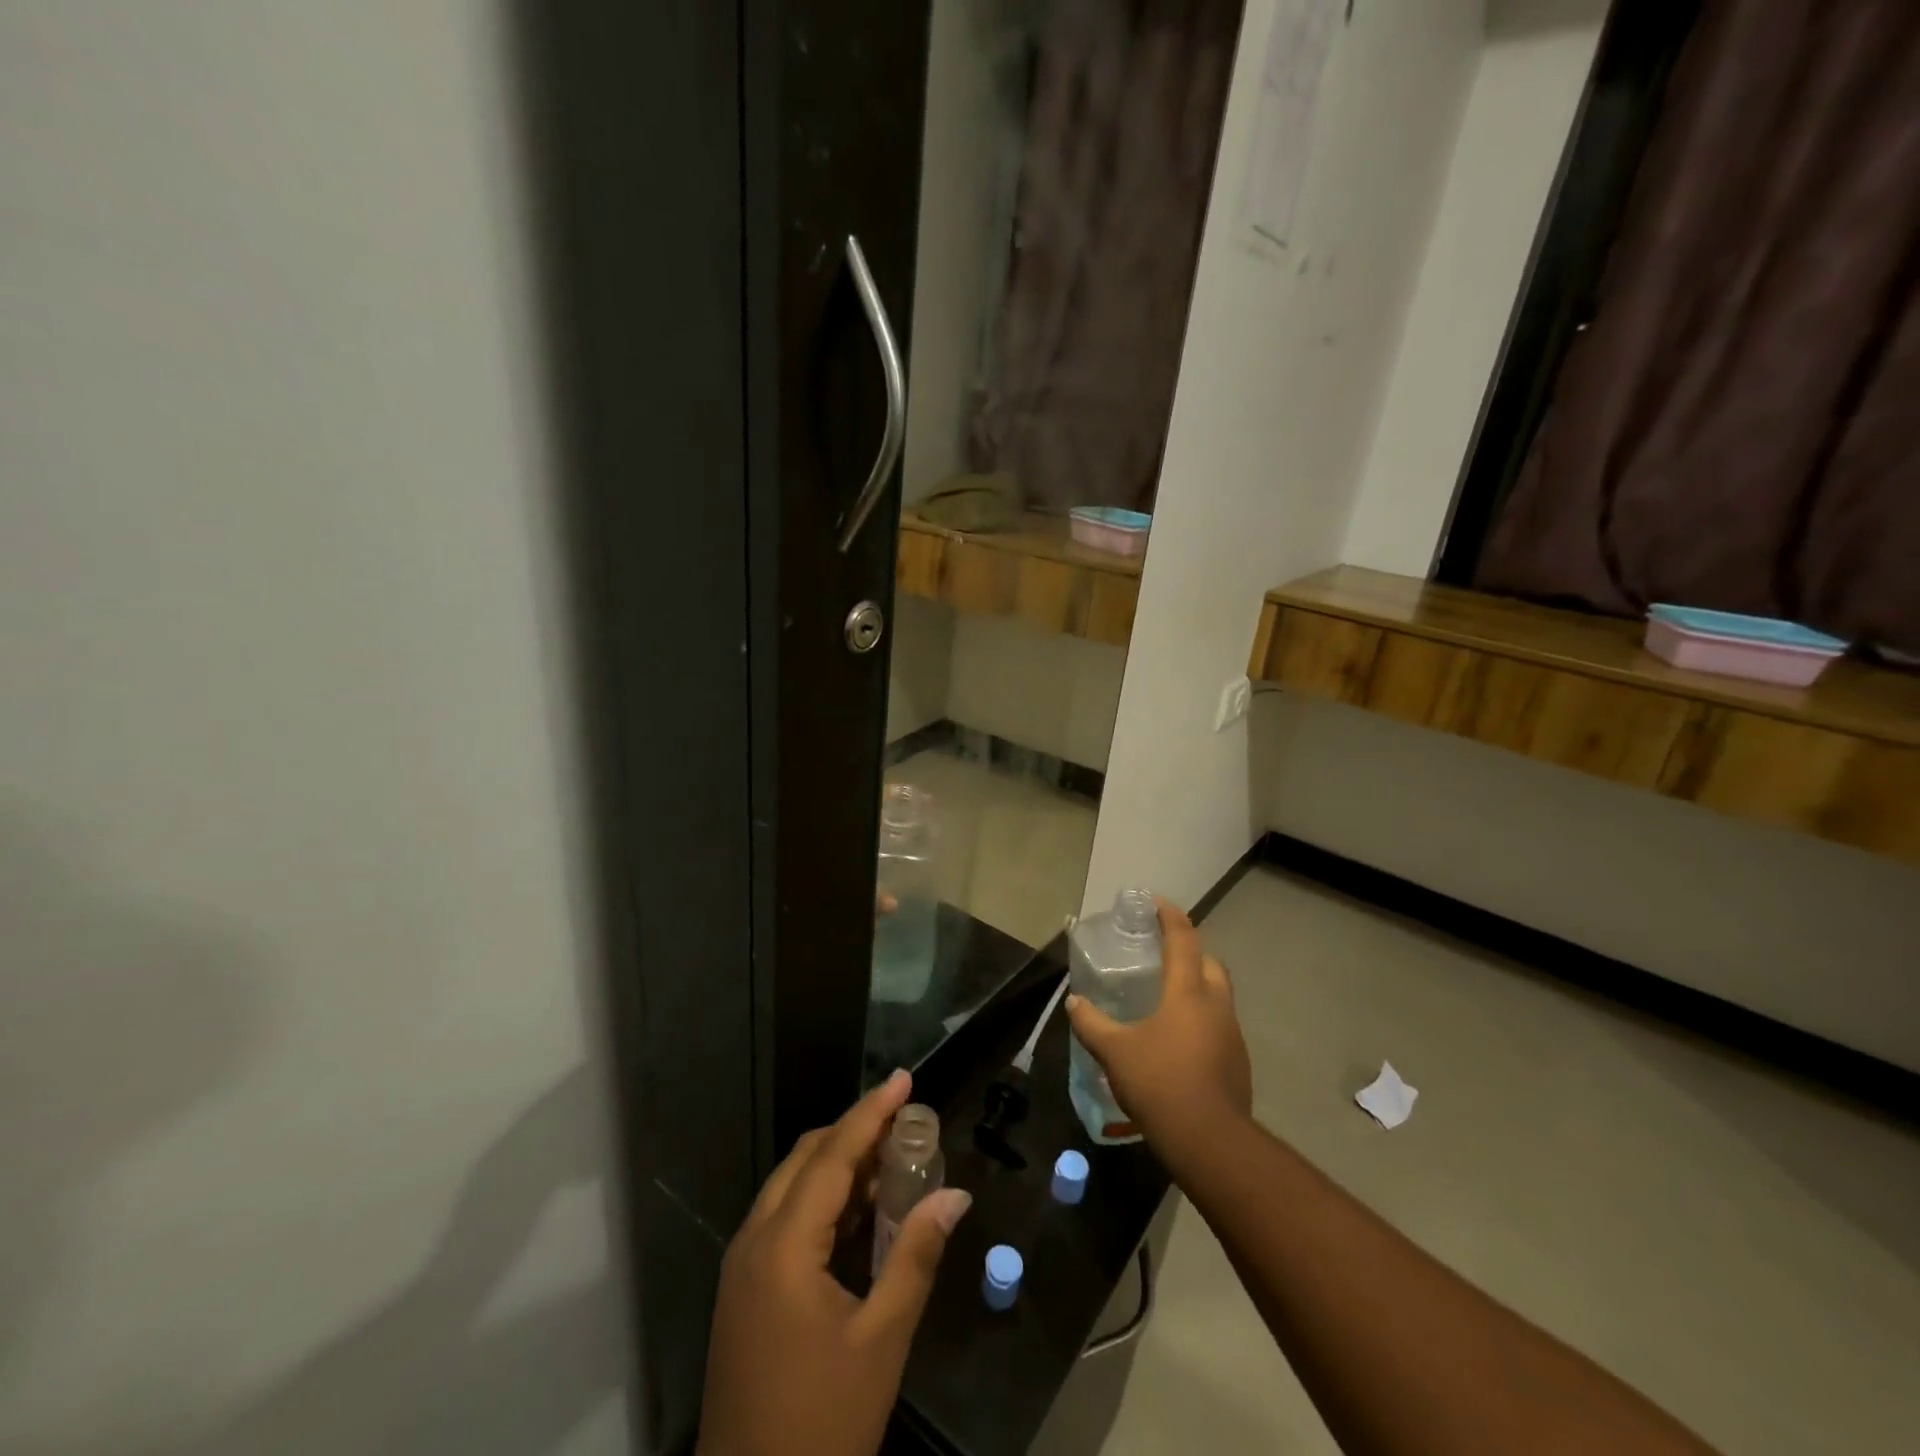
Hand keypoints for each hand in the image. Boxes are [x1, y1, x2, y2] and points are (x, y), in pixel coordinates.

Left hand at [697, 1070, 972, 1455]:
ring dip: (839, 1165)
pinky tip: (860, 1211)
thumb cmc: (821, 1424)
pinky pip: (785, 1217)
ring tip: (892, 1159)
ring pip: (793, 1185)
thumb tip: (955, 1195)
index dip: (871, 1112)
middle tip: (905, 1123)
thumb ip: (916, 1257)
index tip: (904, 1079)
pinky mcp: (743, 1289)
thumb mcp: (880, 1341)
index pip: (833, 1155)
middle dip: (855, 1132)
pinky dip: (823, 1199)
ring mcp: (743, 1265)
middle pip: (807, 1159)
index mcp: (783, 1246)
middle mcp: (754, 1240)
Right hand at [1066, 899, 1251, 1146]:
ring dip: (1196, 987)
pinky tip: (1177, 1041)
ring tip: (1165, 998)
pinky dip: (1200, 1019)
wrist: (1211, 1144)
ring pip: (1218, 995)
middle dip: (1189, 951)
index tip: (1154, 902)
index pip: (1183, 938)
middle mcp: (1216, 1005)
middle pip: (1209, 963)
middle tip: (1160, 954)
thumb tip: (1074, 1002)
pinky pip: (1219, 1025)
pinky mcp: (1238, 1063)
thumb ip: (1091, 1023)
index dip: (1169, 915)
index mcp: (1189, 992)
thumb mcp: (1114, 1052)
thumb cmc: (1160, 1084)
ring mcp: (1232, 1035)